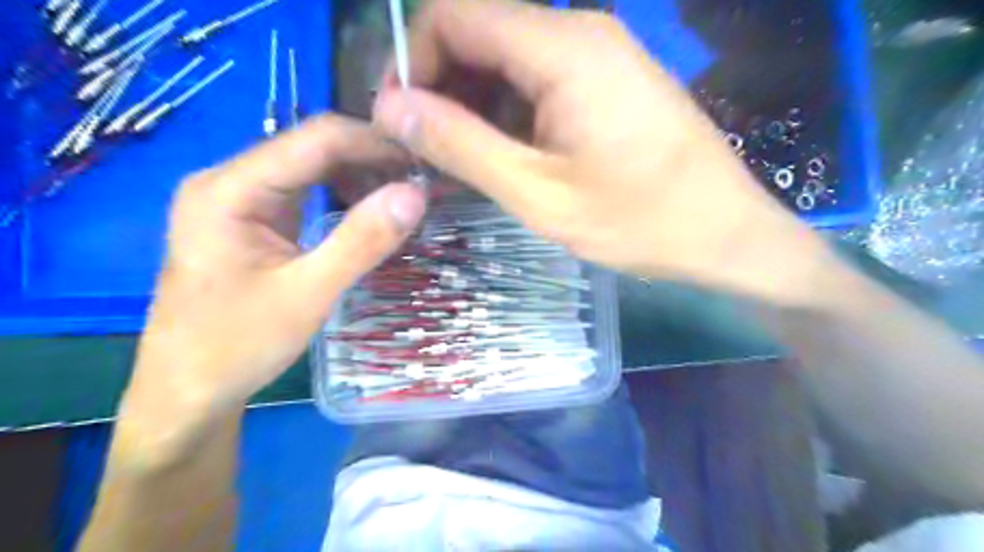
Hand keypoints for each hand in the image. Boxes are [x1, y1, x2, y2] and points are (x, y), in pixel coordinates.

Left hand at [121, 114, 426, 435]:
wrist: (188, 390)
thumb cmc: (237, 346)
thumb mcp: (307, 294)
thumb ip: (361, 241)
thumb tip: (415, 194)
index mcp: (230, 188)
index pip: (315, 140)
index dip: (374, 143)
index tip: (424, 161)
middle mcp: (231, 180)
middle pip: (313, 148)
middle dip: (371, 159)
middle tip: (423, 180)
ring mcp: (241, 199)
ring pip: (312, 168)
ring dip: (361, 176)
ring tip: (406, 194)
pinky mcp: (254, 220)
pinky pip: (306, 192)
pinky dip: (344, 196)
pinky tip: (372, 211)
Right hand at [374, 1, 832, 304]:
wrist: (725, 232)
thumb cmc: (638, 221)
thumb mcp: (537, 193)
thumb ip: (462, 145)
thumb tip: (392, 108)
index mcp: (562, 48)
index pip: (453, 15)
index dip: (412, 62)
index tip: (402, 123)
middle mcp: (581, 30)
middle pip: (480, 31)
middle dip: (442, 86)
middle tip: (430, 151)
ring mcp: (600, 53)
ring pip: (508, 57)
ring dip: (475, 103)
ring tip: (466, 161)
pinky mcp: (610, 79)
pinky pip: (540, 78)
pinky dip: (509, 110)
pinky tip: (509, 154)